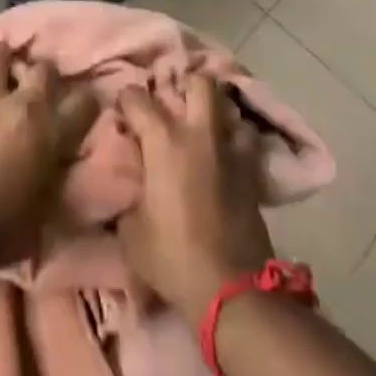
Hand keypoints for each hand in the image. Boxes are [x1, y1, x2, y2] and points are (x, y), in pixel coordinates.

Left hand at [0, 44, 98, 264]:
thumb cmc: (1, 231)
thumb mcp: (42, 208)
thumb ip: (50, 174)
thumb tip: (54, 163)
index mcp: (46, 133)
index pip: (82, 104)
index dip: (86, 101)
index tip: (84, 101)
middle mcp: (16, 105)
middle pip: (41, 70)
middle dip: (42, 73)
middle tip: (36, 79)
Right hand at [117, 72, 274, 315]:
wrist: (233, 291)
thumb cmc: (173, 258)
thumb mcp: (132, 232)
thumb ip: (128, 198)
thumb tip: (131, 188)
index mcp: (163, 141)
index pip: (137, 99)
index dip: (126, 100)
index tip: (122, 111)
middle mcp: (199, 134)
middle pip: (199, 83)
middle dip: (185, 85)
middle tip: (173, 103)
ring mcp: (230, 151)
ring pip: (229, 109)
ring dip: (216, 113)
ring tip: (204, 126)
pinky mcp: (253, 174)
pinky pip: (246, 142)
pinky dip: (236, 141)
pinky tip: (225, 155)